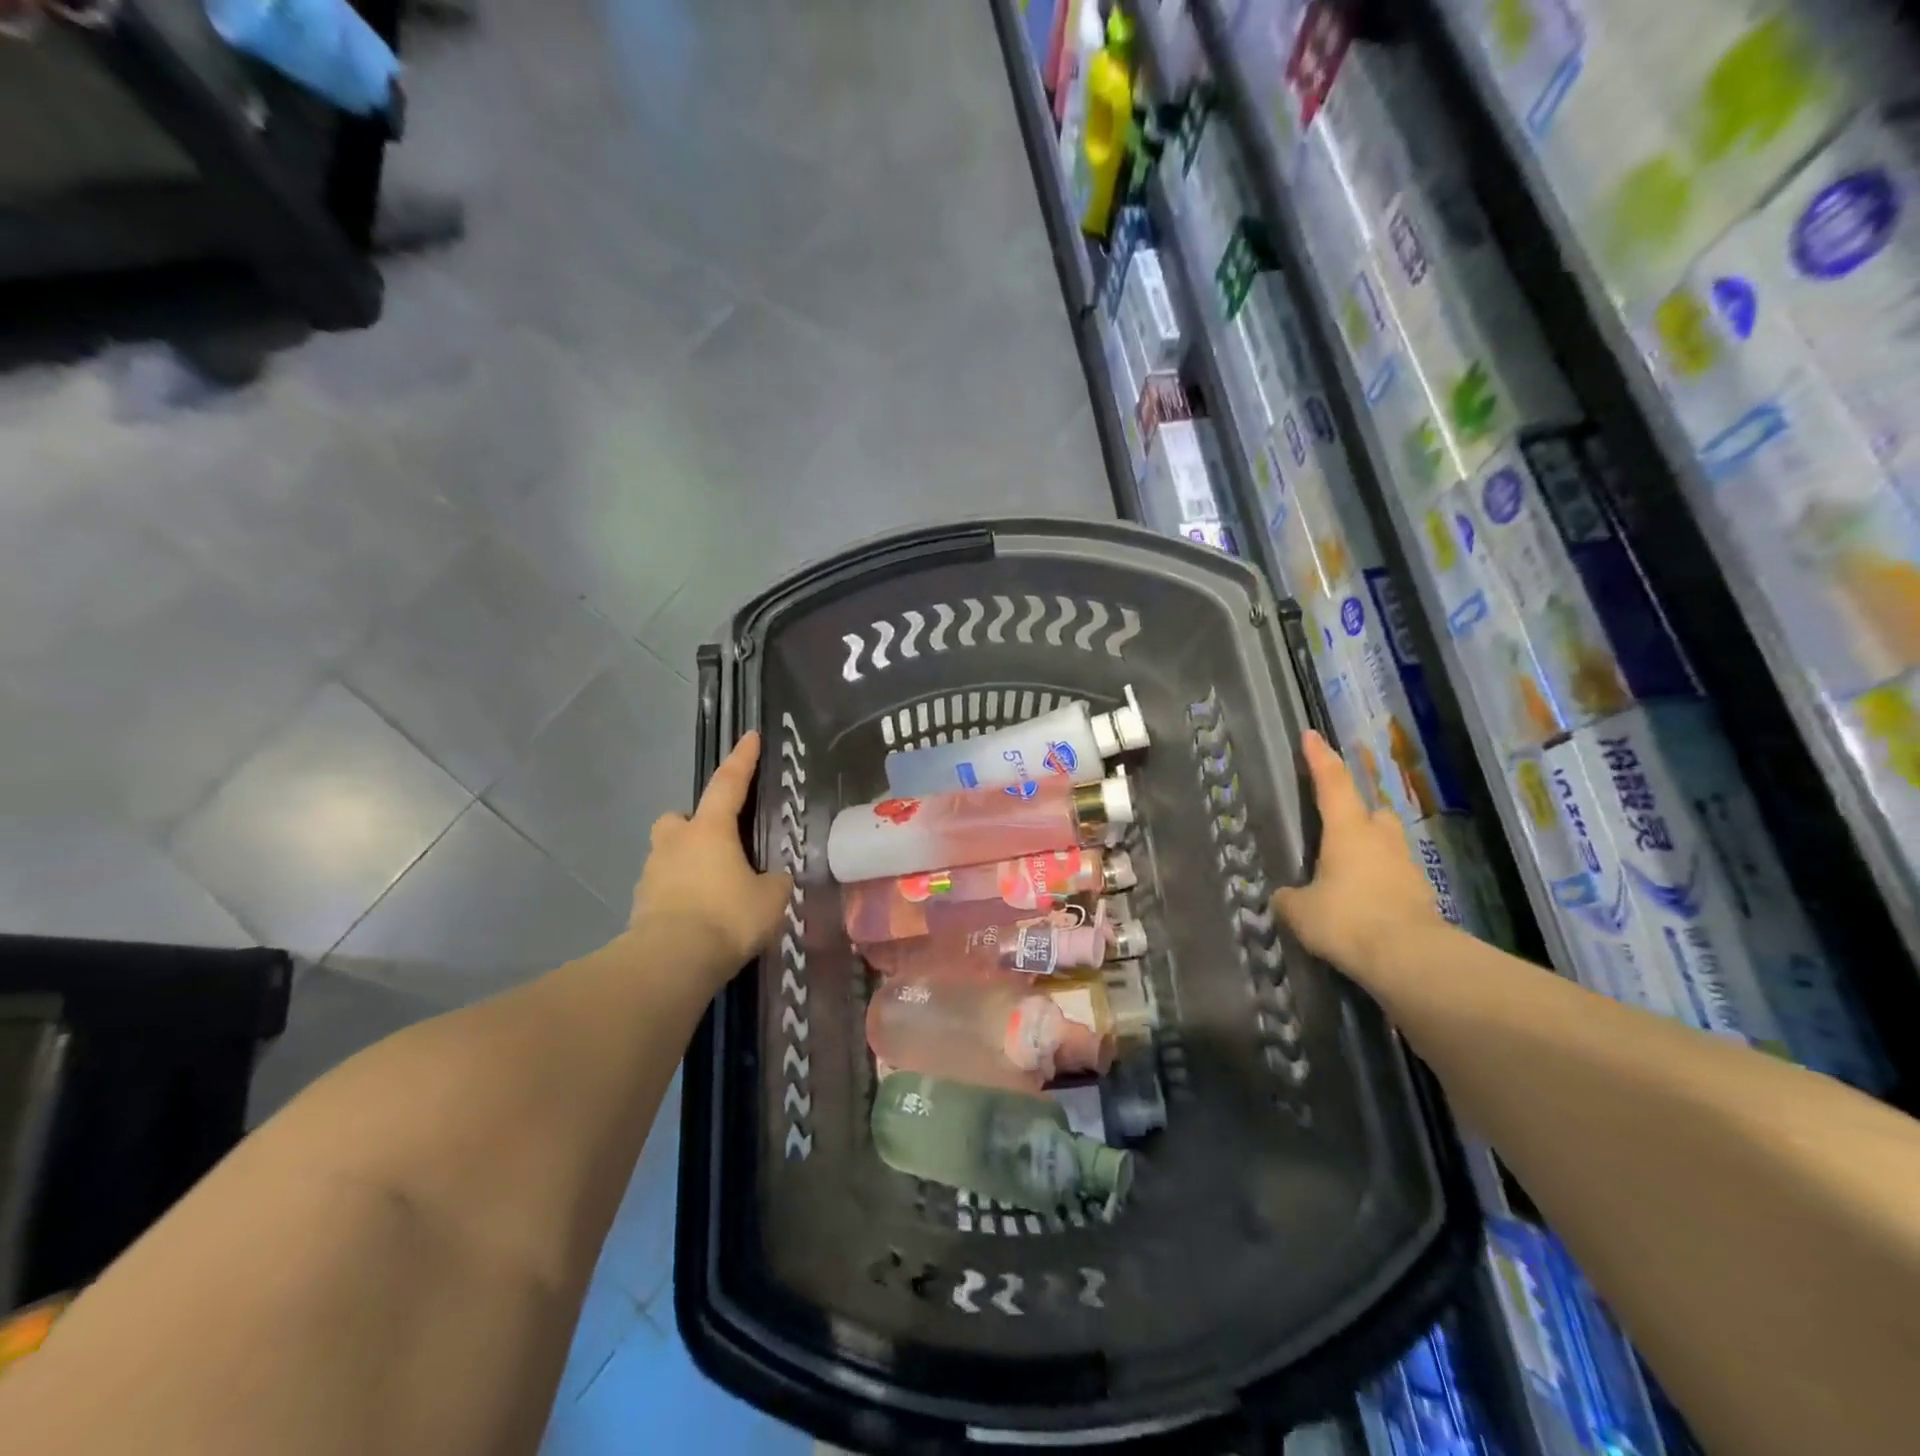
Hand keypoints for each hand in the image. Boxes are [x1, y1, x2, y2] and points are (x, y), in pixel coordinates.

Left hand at [631, 732, 792, 982]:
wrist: (671, 961)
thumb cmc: (727, 917)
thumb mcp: (771, 899)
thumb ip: (775, 882)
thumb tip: (773, 879)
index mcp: (710, 830)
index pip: (729, 783)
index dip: (743, 760)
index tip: (750, 737)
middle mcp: (675, 842)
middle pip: (679, 819)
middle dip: (694, 825)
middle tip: (718, 845)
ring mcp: (652, 873)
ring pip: (668, 854)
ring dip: (687, 863)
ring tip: (713, 892)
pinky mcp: (640, 906)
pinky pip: (663, 889)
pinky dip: (679, 896)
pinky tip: (698, 919)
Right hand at [1273, 730, 1442, 973]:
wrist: (1410, 960)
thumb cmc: (1347, 920)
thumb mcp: (1301, 910)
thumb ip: (1290, 898)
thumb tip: (1286, 896)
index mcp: (1347, 830)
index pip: (1331, 782)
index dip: (1319, 758)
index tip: (1311, 735)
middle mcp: (1380, 840)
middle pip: (1371, 812)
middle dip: (1356, 813)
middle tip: (1336, 826)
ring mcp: (1406, 868)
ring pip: (1386, 845)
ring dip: (1369, 851)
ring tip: (1345, 873)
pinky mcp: (1421, 898)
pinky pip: (1394, 879)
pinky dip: (1379, 884)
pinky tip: (1362, 906)